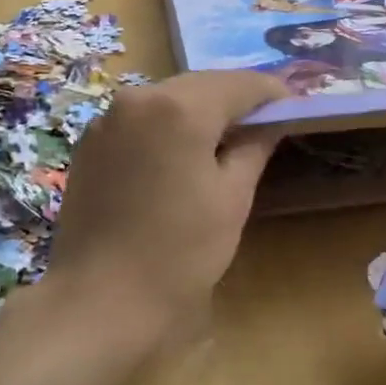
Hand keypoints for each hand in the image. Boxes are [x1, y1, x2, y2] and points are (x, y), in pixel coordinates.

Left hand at [45, 71, 287, 343]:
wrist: (100, 300)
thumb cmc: (179, 252)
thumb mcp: (231, 198)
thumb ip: (254, 148)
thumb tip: (271, 122)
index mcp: (180, 108)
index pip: (240, 84)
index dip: (272, 93)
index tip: (295, 108)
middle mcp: (138, 98)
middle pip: (201, 85)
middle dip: (236, 99)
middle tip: (267, 122)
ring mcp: (107, 119)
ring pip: (169, 99)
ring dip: (201, 111)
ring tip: (228, 139)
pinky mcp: (90, 143)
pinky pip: (141, 119)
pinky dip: (168, 126)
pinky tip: (183, 153)